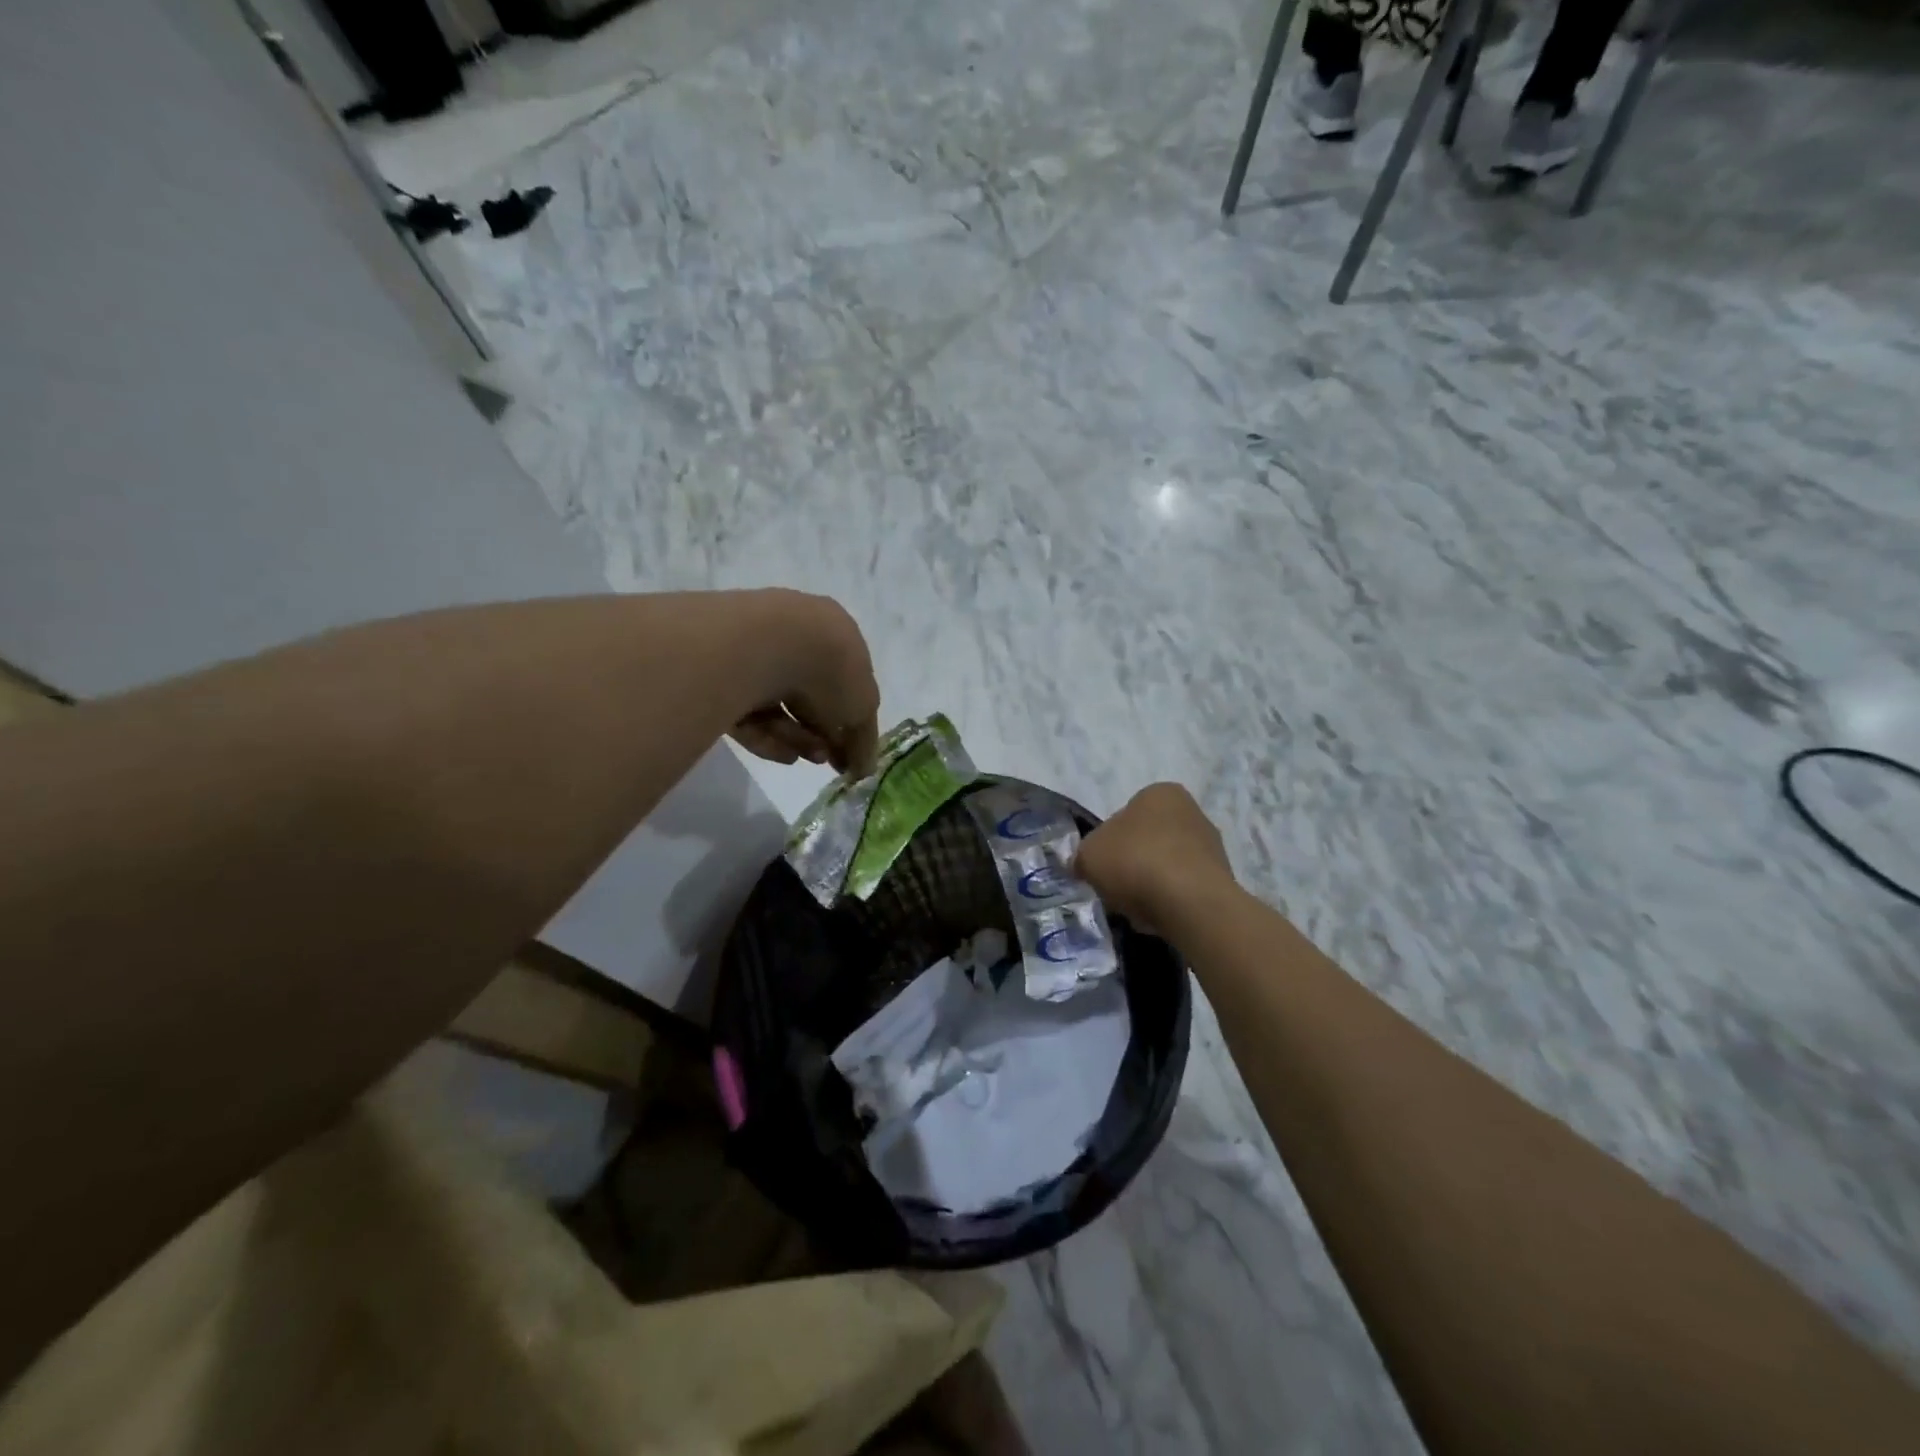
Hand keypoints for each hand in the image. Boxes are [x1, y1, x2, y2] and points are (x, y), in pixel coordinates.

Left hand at [728, 592, 880, 776]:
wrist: (764, 646)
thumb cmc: (829, 669)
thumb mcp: (862, 709)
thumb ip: (864, 741)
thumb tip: (863, 769)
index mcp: (834, 633)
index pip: (843, 680)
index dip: (848, 719)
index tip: (848, 754)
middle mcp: (793, 637)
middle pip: (808, 695)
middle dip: (819, 732)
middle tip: (825, 760)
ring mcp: (754, 653)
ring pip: (777, 705)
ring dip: (796, 737)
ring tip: (803, 758)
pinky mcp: (720, 674)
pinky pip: (747, 711)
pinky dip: (766, 735)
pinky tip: (780, 753)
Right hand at [1076, 783, 1235, 933]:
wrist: (1191, 903)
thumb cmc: (1136, 862)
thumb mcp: (1089, 855)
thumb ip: (1084, 855)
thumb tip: (1087, 865)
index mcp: (1159, 792)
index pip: (1126, 814)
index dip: (1109, 842)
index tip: (1103, 866)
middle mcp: (1191, 810)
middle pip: (1148, 840)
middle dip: (1132, 863)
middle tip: (1116, 887)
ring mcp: (1212, 845)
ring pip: (1167, 866)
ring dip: (1152, 884)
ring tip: (1137, 908)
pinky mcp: (1223, 879)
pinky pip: (1185, 889)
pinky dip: (1171, 902)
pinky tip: (1159, 917)